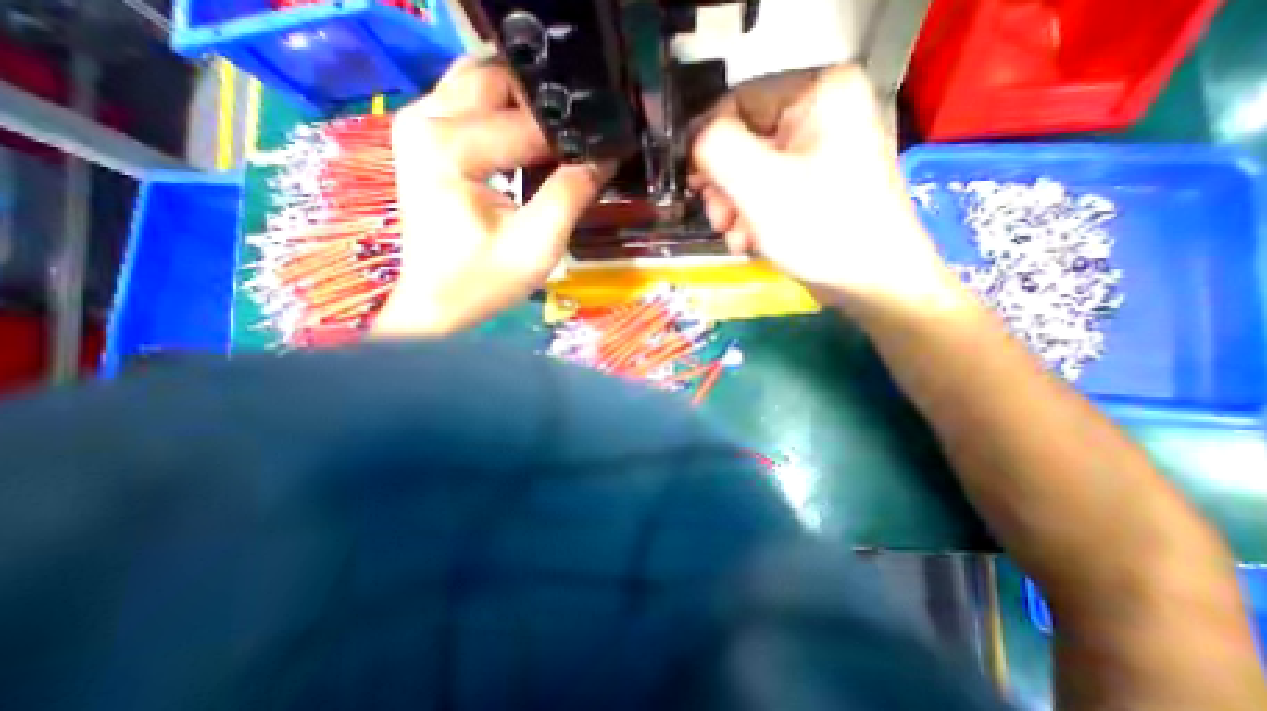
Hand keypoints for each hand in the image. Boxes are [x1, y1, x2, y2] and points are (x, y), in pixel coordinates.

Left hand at [371, 59, 614, 337]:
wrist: (436, 302)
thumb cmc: (483, 280)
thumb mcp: (537, 244)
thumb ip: (571, 194)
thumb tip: (603, 157)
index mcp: (449, 145)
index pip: (528, 123)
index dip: (571, 138)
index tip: (601, 153)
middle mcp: (426, 118)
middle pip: (501, 81)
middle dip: (546, 109)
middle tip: (578, 144)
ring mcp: (420, 123)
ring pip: (484, 83)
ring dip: (525, 108)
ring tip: (556, 144)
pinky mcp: (425, 138)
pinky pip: (471, 103)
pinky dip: (505, 115)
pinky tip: (528, 144)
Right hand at [692, 65, 960, 312]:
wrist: (870, 282)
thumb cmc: (821, 228)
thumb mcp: (760, 185)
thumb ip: (717, 150)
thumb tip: (695, 142)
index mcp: (819, 92)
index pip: (737, 101)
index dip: (708, 144)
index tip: (695, 185)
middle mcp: (821, 113)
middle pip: (743, 140)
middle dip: (724, 187)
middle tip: (720, 219)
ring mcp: (819, 151)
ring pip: (751, 171)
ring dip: (734, 208)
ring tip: (738, 238)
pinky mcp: (814, 184)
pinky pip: (767, 190)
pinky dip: (752, 217)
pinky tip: (750, 242)